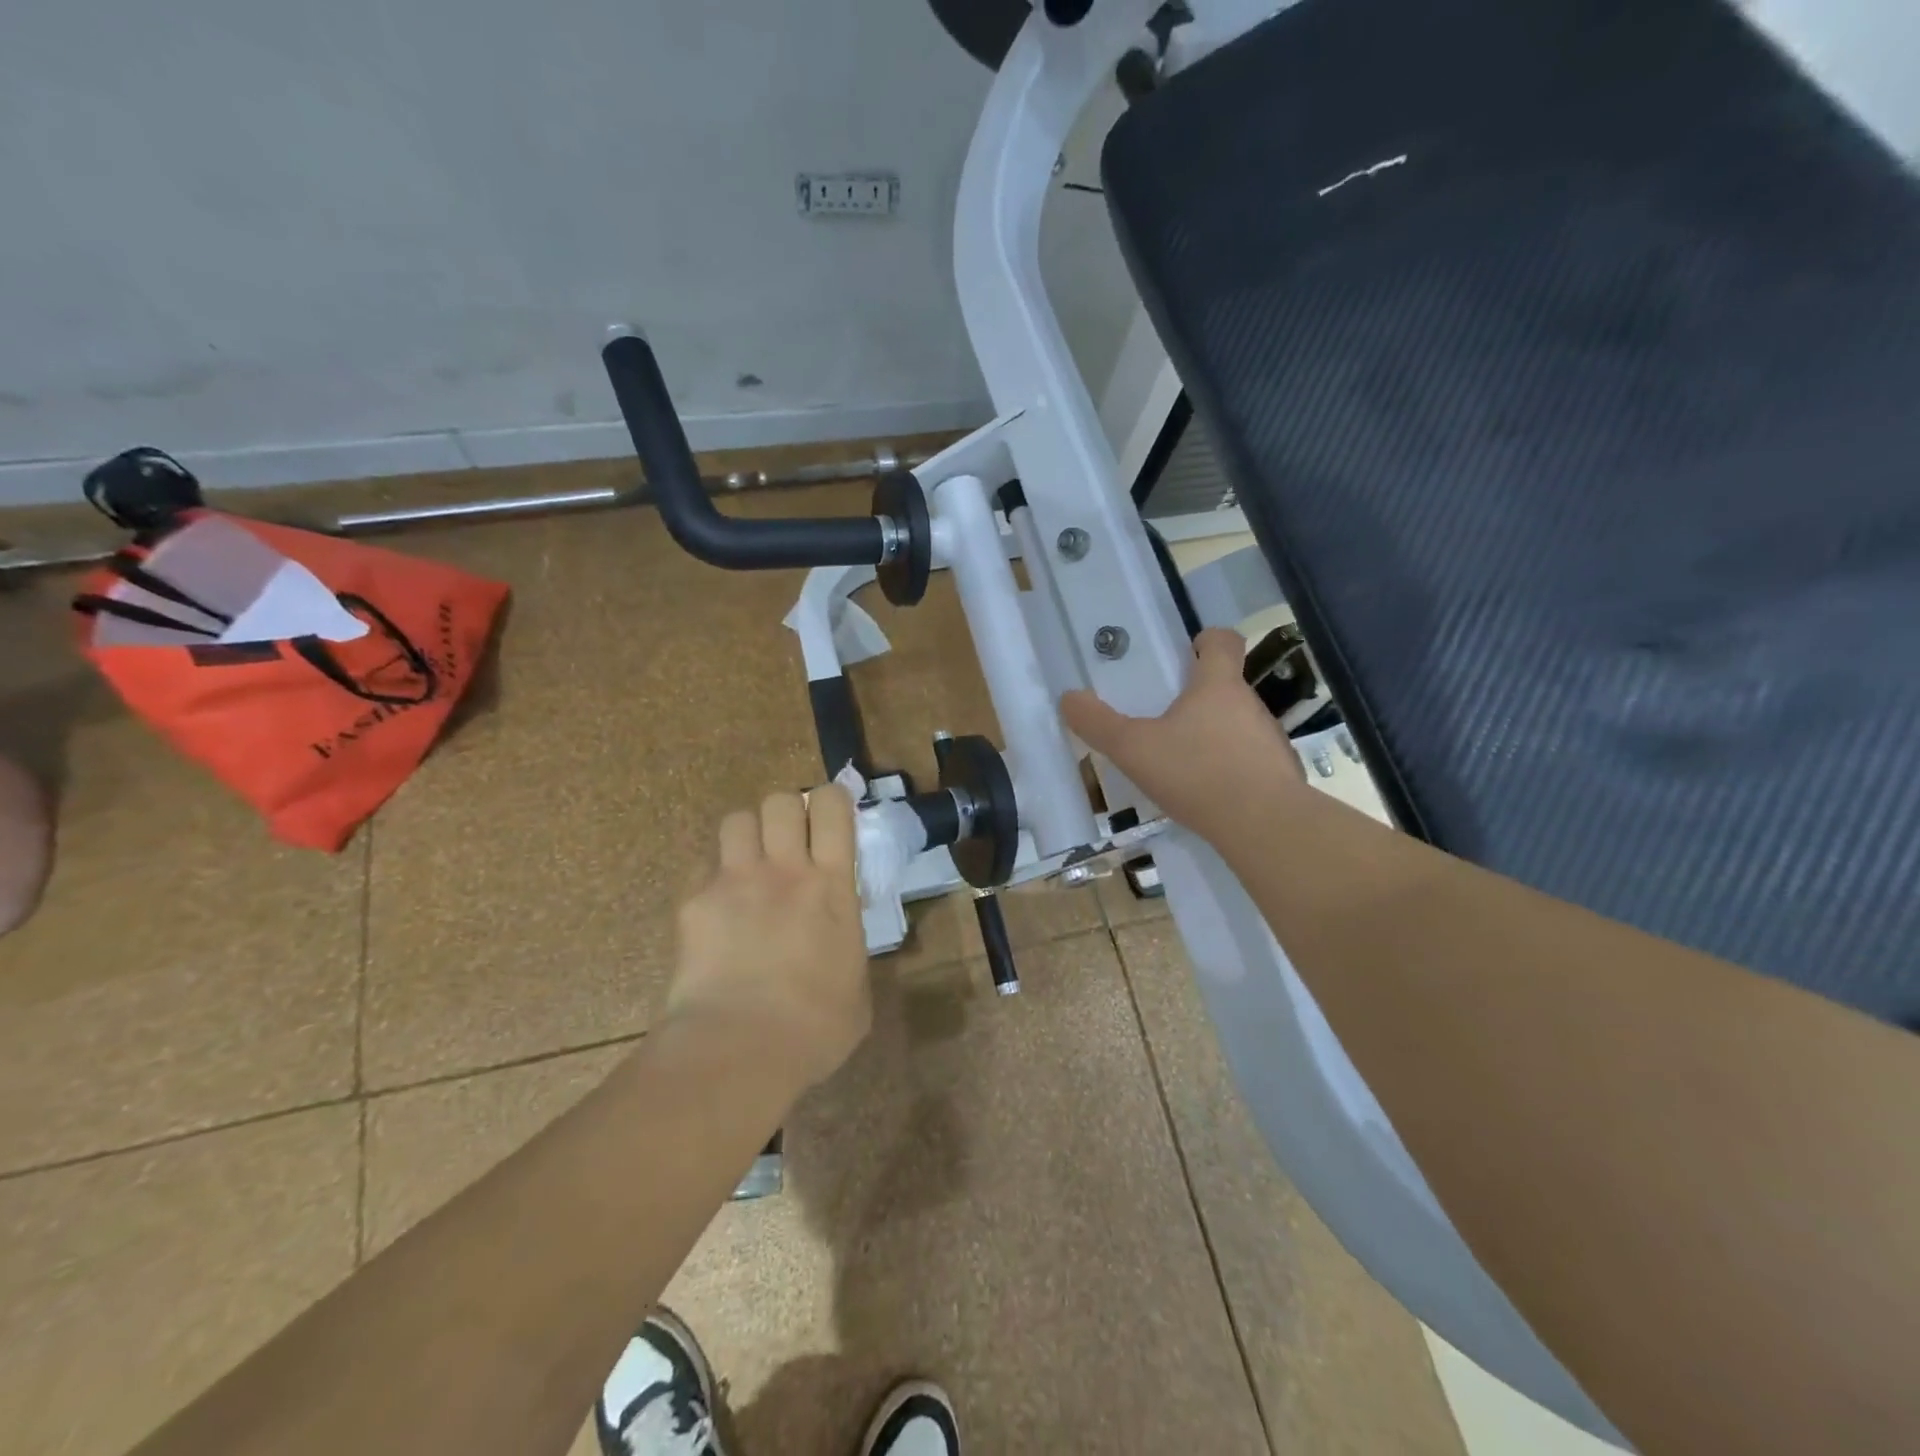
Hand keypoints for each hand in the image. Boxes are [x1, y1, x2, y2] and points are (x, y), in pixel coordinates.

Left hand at [667, 786, 870, 1089]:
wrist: (739, 1049)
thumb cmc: (815, 1028)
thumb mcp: (857, 985)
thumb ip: (848, 947)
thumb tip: (839, 946)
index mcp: (832, 886)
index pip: (831, 806)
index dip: (830, 801)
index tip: (830, 819)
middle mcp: (784, 870)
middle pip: (779, 800)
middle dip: (785, 813)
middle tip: (788, 844)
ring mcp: (734, 881)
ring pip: (736, 820)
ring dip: (747, 836)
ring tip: (749, 866)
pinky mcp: (693, 903)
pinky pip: (701, 868)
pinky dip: (711, 878)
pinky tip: (716, 909)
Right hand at [1061, 628, 1303, 832]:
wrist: (1264, 826)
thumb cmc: (1196, 773)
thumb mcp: (1133, 749)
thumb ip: (1098, 724)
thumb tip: (1068, 698)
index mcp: (1217, 686)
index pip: (1223, 642)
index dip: (1207, 640)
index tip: (1189, 652)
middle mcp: (1250, 704)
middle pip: (1227, 686)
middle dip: (1199, 697)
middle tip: (1167, 719)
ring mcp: (1271, 740)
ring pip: (1239, 725)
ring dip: (1215, 735)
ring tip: (1186, 763)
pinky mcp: (1280, 774)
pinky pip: (1252, 761)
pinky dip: (1232, 769)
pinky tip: (1210, 794)